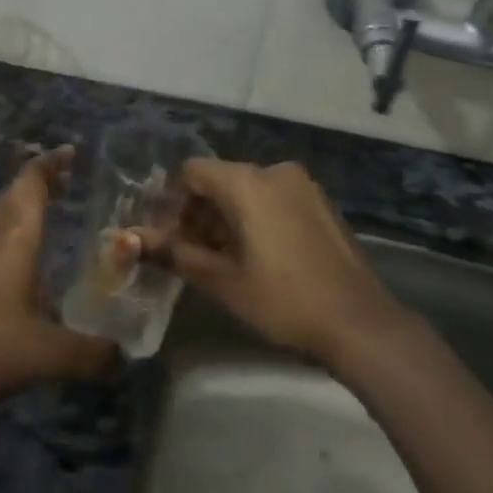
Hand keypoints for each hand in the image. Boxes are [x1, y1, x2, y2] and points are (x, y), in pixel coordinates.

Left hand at [0, 149, 116, 409]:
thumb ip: (90, 353)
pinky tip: (20, 263)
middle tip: (68, 180)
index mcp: (15, 238)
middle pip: (15, 194)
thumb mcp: (47, 354)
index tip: (72, 152)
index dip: (52, 163)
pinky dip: (9, 234)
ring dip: (23, 207)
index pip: (32, 183)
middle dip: (41, 182)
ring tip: (48, 214)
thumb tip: (123, 354)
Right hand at [136, 159, 413, 370]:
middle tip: (189, 254)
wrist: (359, 321)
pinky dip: (256, 217)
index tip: (167, 236)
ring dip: (227, 217)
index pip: (192, 172)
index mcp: (247, 181)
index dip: (172, 201)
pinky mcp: (320, 202)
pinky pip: (274, 198)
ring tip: (222, 260)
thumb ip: (177, 254)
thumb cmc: (283, 300)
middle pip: (220, 179)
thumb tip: (133, 241)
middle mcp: (273, 171)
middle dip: (199, 212)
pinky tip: (257, 256)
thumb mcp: (223, 281)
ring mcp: (302, 184)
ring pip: (248, 190)